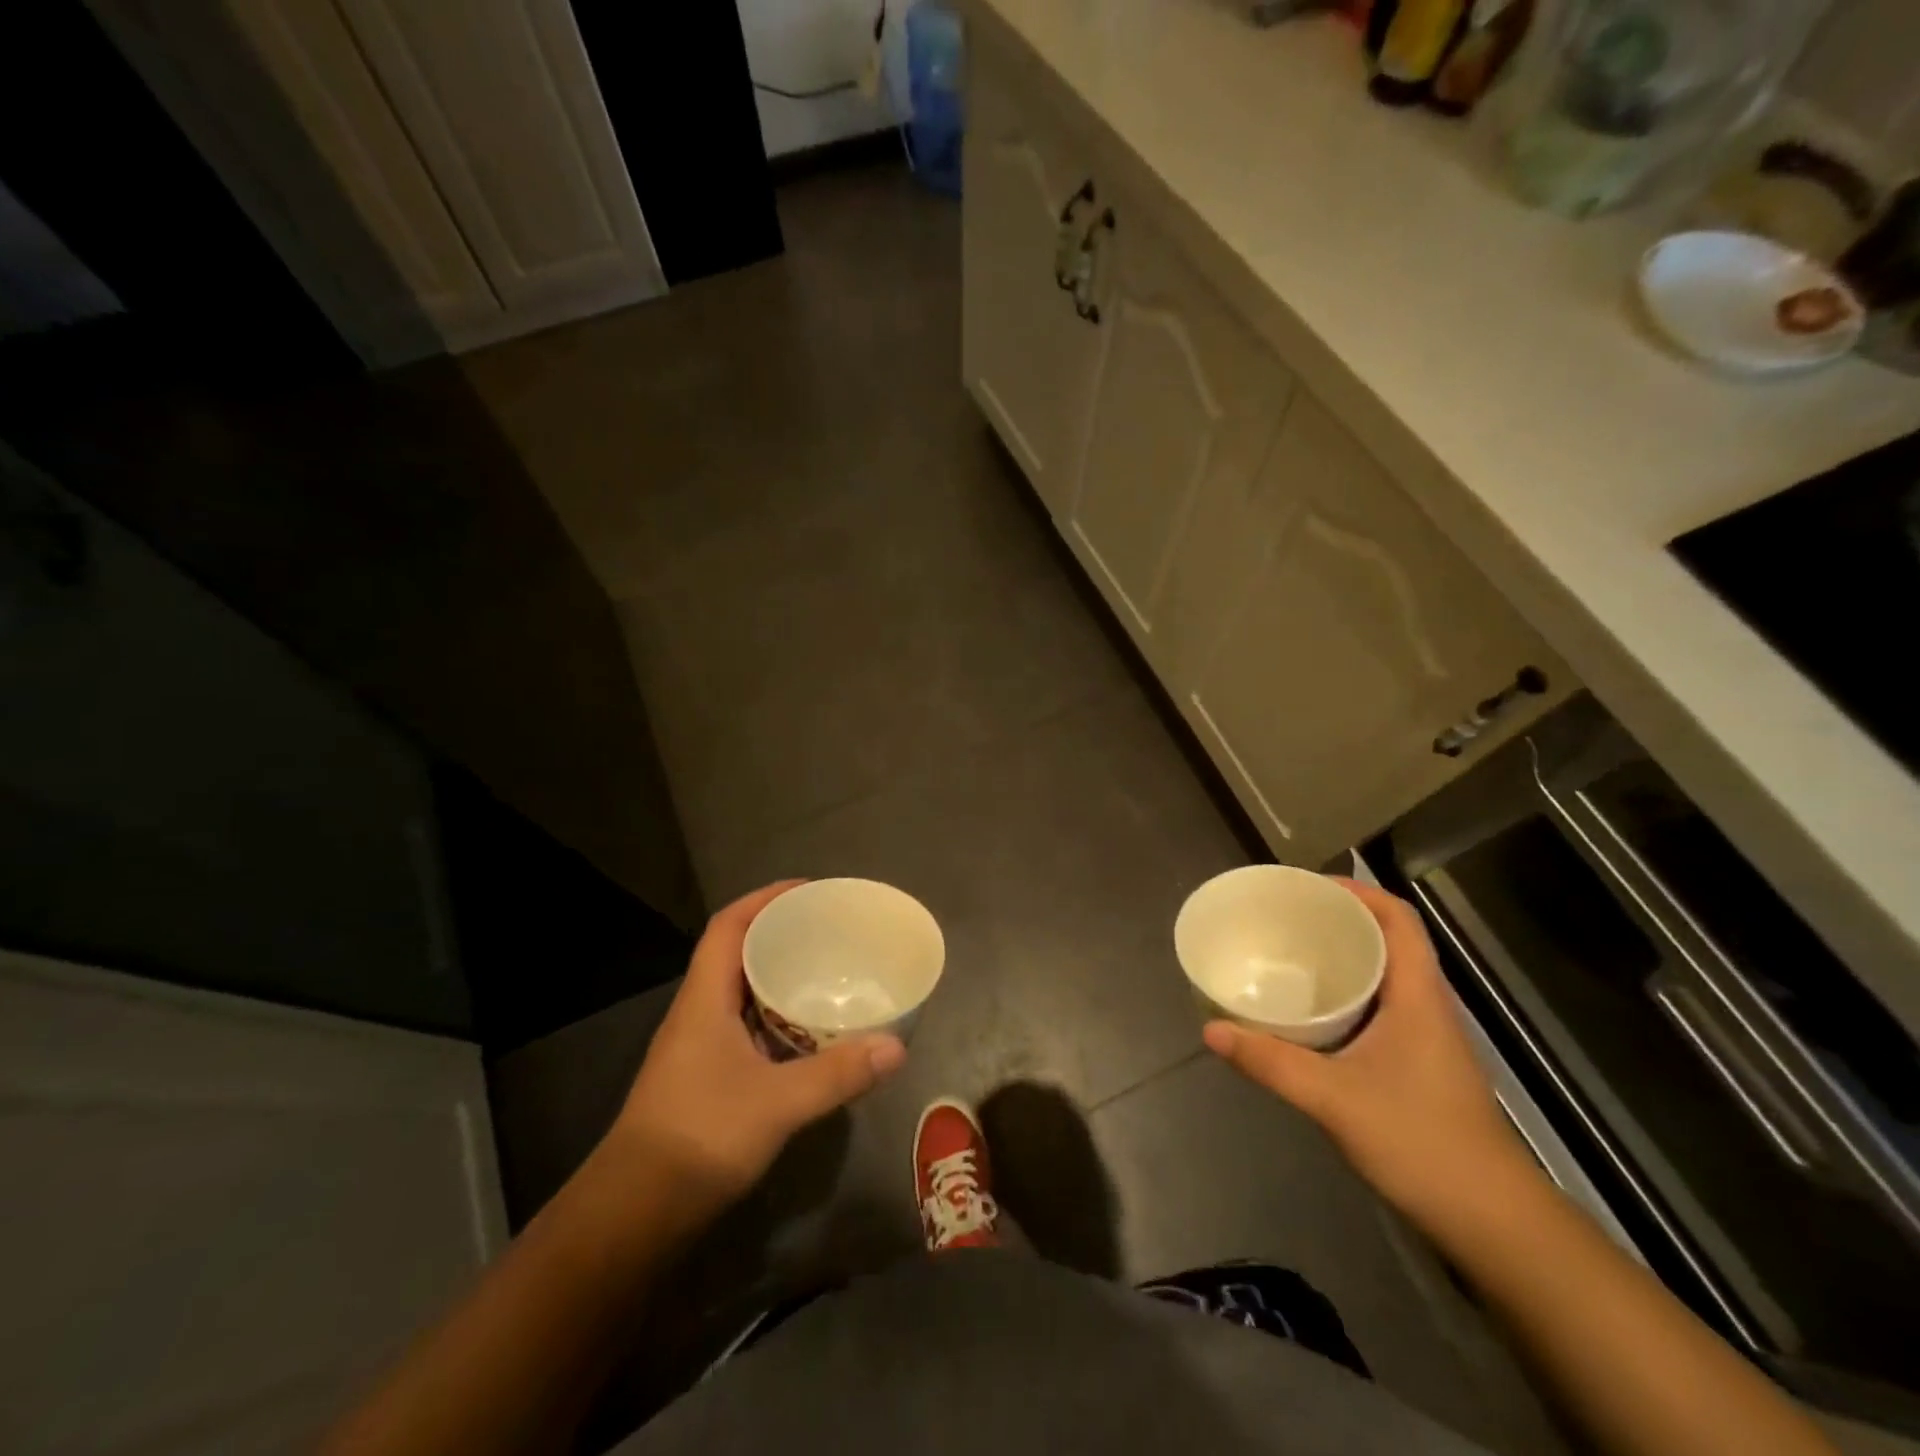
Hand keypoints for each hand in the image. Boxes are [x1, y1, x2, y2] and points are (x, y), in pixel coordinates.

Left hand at [608, 881, 906, 1212]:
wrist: (635, 1211)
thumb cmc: (701, 1137)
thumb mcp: (778, 1103)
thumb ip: (838, 1074)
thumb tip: (897, 1047)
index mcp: (704, 999)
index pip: (728, 927)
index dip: (764, 899)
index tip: (806, 890)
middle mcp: (697, 1012)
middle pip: (735, 952)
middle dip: (778, 934)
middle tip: (826, 931)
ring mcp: (697, 1046)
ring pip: (739, 991)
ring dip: (776, 976)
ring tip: (824, 972)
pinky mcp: (704, 1076)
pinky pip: (744, 1025)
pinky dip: (774, 1016)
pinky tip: (806, 1033)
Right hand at [1203, 878, 1531, 1229]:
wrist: (1495, 1223)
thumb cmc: (1421, 1143)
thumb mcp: (1333, 1099)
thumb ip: (1270, 1062)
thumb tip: (1211, 1030)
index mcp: (1418, 996)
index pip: (1399, 920)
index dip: (1359, 891)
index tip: (1309, 887)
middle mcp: (1427, 1007)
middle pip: (1390, 941)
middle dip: (1341, 920)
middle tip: (1286, 918)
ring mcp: (1428, 1039)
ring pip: (1386, 977)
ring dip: (1344, 959)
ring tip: (1291, 956)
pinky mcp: (1420, 1066)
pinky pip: (1381, 1009)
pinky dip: (1347, 997)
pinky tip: (1312, 1016)